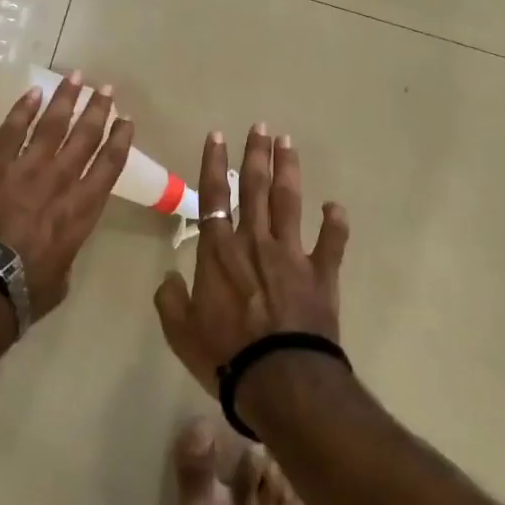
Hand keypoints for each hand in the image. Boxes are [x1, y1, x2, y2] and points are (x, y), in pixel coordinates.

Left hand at [0, 72, 133, 320]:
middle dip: (98, 110)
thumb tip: (60, 242)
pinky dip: (22, 110)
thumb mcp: (62, 274)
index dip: (120, 140)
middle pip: (84, 138)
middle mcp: (60, 182)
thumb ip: (67, 248)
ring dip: (66, 100)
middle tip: (107, 89)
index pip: (108, 166)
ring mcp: (25, 170)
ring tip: (77, 77)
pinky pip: (10, 131)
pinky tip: (33, 92)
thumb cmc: (26, 290)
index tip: (127, 120)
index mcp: (81, 210)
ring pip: (51, 125)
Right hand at [153, 123, 349, 396]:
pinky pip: (331, 243)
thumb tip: (168, 278)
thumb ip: (170, 300)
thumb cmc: (224, 354)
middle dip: (257, 155)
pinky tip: (335, 206)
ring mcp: (291, 254)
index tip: (218, 135)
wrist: (279, 377)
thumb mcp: (180, 331)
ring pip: (289, 202)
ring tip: (288, 143)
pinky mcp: (321, 274)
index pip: (214, 196)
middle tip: (260, 126)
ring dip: (288, 171)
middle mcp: (254, 242)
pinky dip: (335, 224)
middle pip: (255, 189)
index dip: (214, 164)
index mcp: (219, 251)